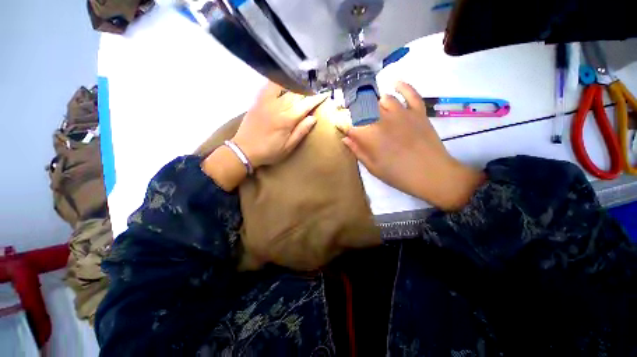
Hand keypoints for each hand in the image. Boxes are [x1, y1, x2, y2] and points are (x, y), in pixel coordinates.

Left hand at [232, 82, 327, 167]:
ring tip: (304, 84)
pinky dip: (278, 80)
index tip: (325, 94)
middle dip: (308, 91)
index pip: (306, 105)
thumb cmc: (269, 151)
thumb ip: (301, 132)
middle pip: (297, 95)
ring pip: (285, 89)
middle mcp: (278, 107)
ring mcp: (267, 102)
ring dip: (297, 85)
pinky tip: (283, 78)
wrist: (244, 149)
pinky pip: (269, 86)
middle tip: (316, 90)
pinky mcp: (258, 101)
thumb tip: (313, 118)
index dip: (316, 99)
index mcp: (287, 120)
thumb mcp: (288, 147)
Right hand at [340, 82, 484, 210]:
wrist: (432, 174)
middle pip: (363, 108)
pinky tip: (394, 83)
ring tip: (371, 110)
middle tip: (355, 119)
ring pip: (382, 99)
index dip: (341, 124)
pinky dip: (401, 86)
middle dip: (355, 112)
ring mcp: (401, 112)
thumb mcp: (373, 167)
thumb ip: (357, 151)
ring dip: (374, 103)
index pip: (348, 124)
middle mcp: (382, 119)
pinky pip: (409, 93)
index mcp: (369, 135)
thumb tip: (345, 138)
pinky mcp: (418, 111)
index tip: (339, 125)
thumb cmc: (398, 175)